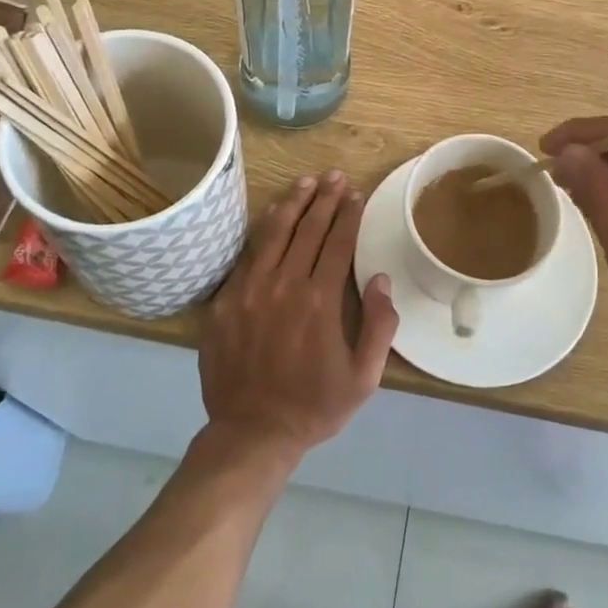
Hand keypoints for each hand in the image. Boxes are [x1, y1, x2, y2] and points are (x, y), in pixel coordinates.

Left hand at [199, 173, 397, 462]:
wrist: (252, 432)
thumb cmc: (314, 405)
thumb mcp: (364, 377)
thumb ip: (380, 326)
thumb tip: (381, 279)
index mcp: (320, 301)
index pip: (338, 243)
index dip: (348, 215)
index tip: (356, 195)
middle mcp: (285, 285)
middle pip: (308, 229)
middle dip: (325, 198)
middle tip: (335, 176)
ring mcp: (251, 290)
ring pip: (274, 233)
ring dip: (293, 203)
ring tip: (306, 181)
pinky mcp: (226, 300)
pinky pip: (247, 255)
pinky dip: (262, 230)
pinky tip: (271, 214)